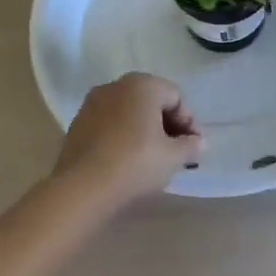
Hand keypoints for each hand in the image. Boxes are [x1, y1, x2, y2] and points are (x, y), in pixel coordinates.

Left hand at [56, 72, 202, 209]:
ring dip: (144, 132)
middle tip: (176, 153)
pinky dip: (122, 138)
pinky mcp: (77, 126)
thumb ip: (191, 146)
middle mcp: (116, 86)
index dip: (189, 123)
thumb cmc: (135, 164)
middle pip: (151, 102)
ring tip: (152, 160)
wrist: (81, 190)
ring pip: (129, 114)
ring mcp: (92, 104)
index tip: (194, 148)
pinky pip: (109, 126)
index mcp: (142, 85)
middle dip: (167, 126)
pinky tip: (127, 162)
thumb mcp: (173, 157)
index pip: (176, 98)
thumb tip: (198, 143)